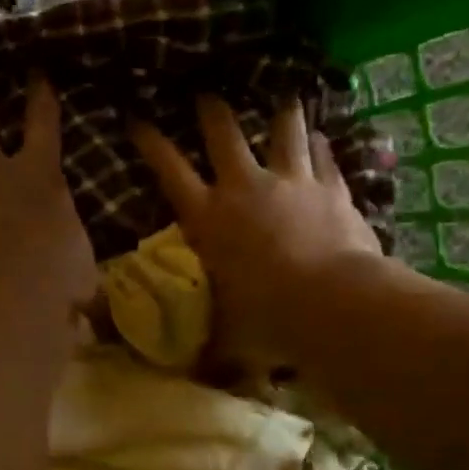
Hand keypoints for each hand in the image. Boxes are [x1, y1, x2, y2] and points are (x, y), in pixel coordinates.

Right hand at [131, 97, 384, 370]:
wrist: (332, 305)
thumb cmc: (266, 320)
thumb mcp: (226, 335)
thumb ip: (210, 348)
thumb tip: (195, 378)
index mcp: (208, 218)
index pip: (168, 169)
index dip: (150, 141)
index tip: (136, 117)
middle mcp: (244, 188)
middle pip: (224, 133)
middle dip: (213, 109)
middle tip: (208, 92)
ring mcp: (292, 182)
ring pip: (283, 130)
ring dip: (282, 111)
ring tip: (283, 94)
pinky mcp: (331, 188)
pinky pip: (324, 156)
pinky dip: (322, 145)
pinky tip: (324, 136)